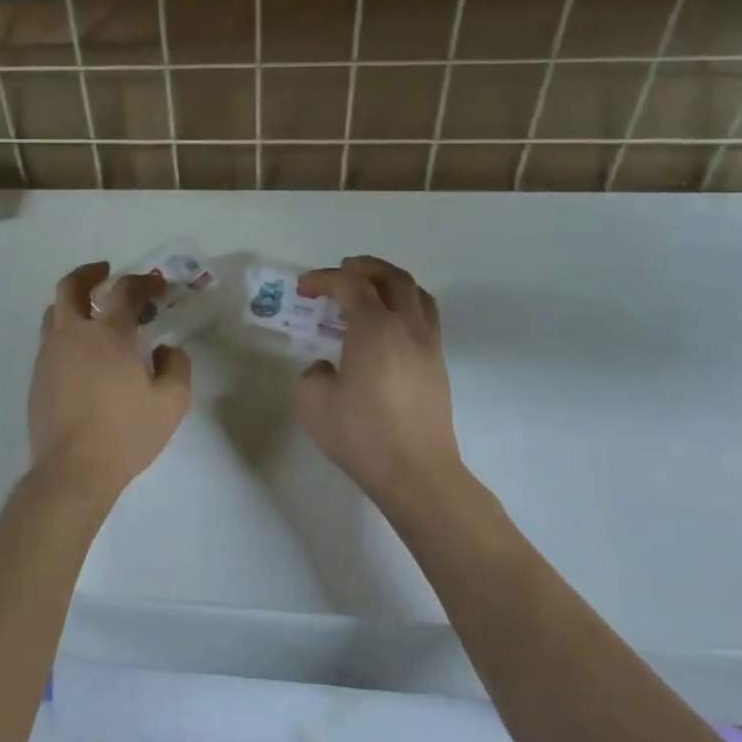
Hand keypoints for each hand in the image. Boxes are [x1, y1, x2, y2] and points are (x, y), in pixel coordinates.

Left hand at [28, 261, 193, 502]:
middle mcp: (73, 334)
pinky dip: (65, 331)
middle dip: (90, 273)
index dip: (145, 283)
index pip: (126, 290)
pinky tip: (81, 352)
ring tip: (92, 311)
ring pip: (54, 311)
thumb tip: (165, 350)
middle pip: (72, 285)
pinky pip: (49, 339)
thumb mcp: (171, 404)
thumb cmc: (125, 435)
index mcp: (108, 334)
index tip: (158, 287)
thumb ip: (176, 367)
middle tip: (106, 272)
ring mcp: (50, 354)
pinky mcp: (37, 375)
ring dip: (73, 301)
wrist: (72, 471)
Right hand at [295, 256, 466, 511]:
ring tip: (370, 289)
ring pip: (416, 293)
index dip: (323, 279)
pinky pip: (426, 316)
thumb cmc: (362, 434)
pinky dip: (406, 304)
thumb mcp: (313, 402)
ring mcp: (428, 344)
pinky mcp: (438, 365)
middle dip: (363, 267)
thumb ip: (313, 373)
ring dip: (390, 282)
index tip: (303, 289)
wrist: (417, 474)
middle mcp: (406, 326)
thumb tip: (327, 369)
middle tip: (341, 271)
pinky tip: (389, 325)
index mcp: (373, 327)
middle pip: (391, 277)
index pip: (349, 284)